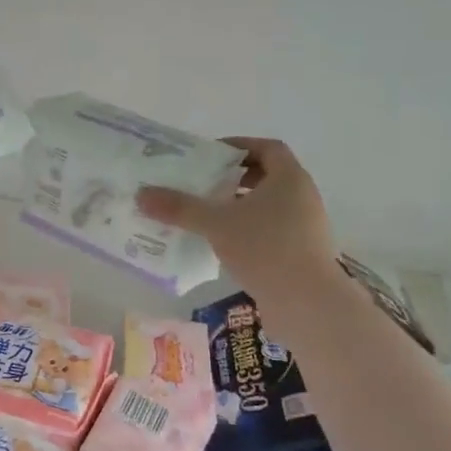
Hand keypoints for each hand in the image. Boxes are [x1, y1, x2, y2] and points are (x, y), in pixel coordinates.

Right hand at [136, 137, 336, 291]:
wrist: (308, 304)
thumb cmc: (265, 248)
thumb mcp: (216, 224)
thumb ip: (180, 208)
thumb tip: (142, 194)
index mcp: (289, 178)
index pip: (268, 148)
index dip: (239, 146)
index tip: (211, 155)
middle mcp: (303, 197)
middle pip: (268, 176)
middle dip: (234, 178)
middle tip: (204, 184)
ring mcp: (306, 227)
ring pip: (269, 206)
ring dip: (240, 206)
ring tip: (208, 215)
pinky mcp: (302, 253)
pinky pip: (272, 230)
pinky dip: (248, 230)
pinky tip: (223, 244)